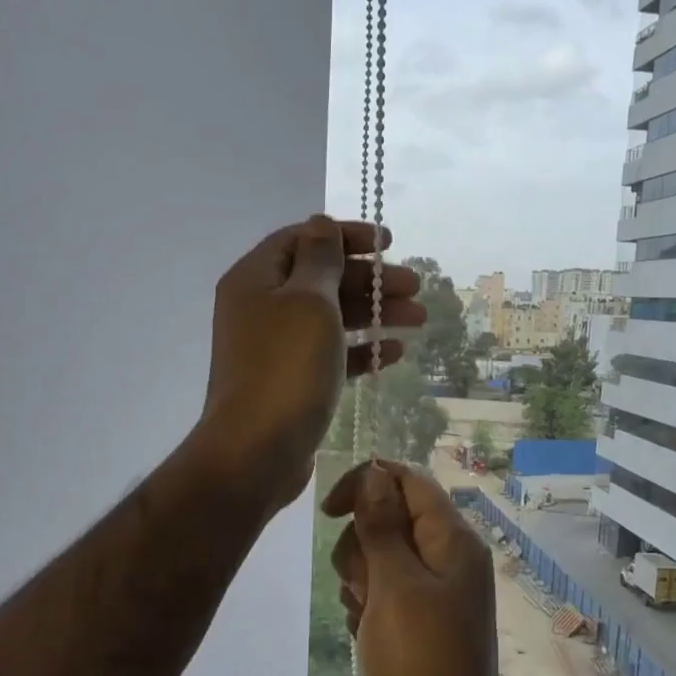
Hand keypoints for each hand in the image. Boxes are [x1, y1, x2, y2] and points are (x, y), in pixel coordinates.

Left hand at [193, 216, 424, 511]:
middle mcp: (262, 308)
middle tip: (414, 287)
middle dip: (371, 280)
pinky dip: (362, 350)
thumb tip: (320, 223)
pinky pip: (331, 355)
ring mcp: (276, 348)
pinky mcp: (292, 382)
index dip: (347, 236)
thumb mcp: (309, 302)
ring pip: (332, 318)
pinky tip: (395, 353)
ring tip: (419, 319)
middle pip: (323, 279)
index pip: (304, 240)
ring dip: (375, 314)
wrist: (256, 452)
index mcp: (256, 279)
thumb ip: (321, 259)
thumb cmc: (285, 368)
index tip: (389, 243)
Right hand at [323, 461, 522, 675]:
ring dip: (359, 579)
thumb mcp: (396, 585)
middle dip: (361, 545)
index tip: (330, 512)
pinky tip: (366, 632)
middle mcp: (445, 556)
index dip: (366, 484)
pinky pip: (380, 590)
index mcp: (451, 538)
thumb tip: (375, 472)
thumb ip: (382, 525)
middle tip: (365, 586)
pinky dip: (366, 604)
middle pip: (387, 517)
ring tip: (366, 614)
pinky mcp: (417, 618)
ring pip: (378, 555)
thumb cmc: (420, 659)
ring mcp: (432, 589)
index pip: (406, 479)